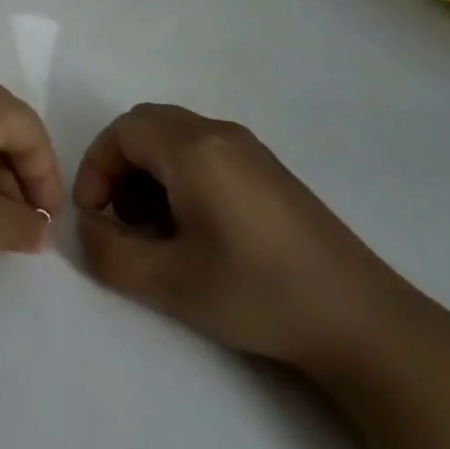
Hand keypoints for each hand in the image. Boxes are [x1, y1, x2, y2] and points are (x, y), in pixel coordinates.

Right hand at [75, 105, 439, 375]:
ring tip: (156, 230)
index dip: (96, 166)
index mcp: (193, 149)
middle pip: (147, 127)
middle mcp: (219, 134)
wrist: (362, 321)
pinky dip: (180, 176)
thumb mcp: (170, 283)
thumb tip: (87, 227)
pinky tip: (196, 229)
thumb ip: (110, 253)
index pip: (122, 131)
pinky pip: (205, 152)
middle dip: (120, 166)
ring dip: (149, 172)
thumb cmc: (257, 293)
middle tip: (120, 217)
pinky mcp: (270, 171)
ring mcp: (250, 149)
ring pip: (176, 138)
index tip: (94, 214)